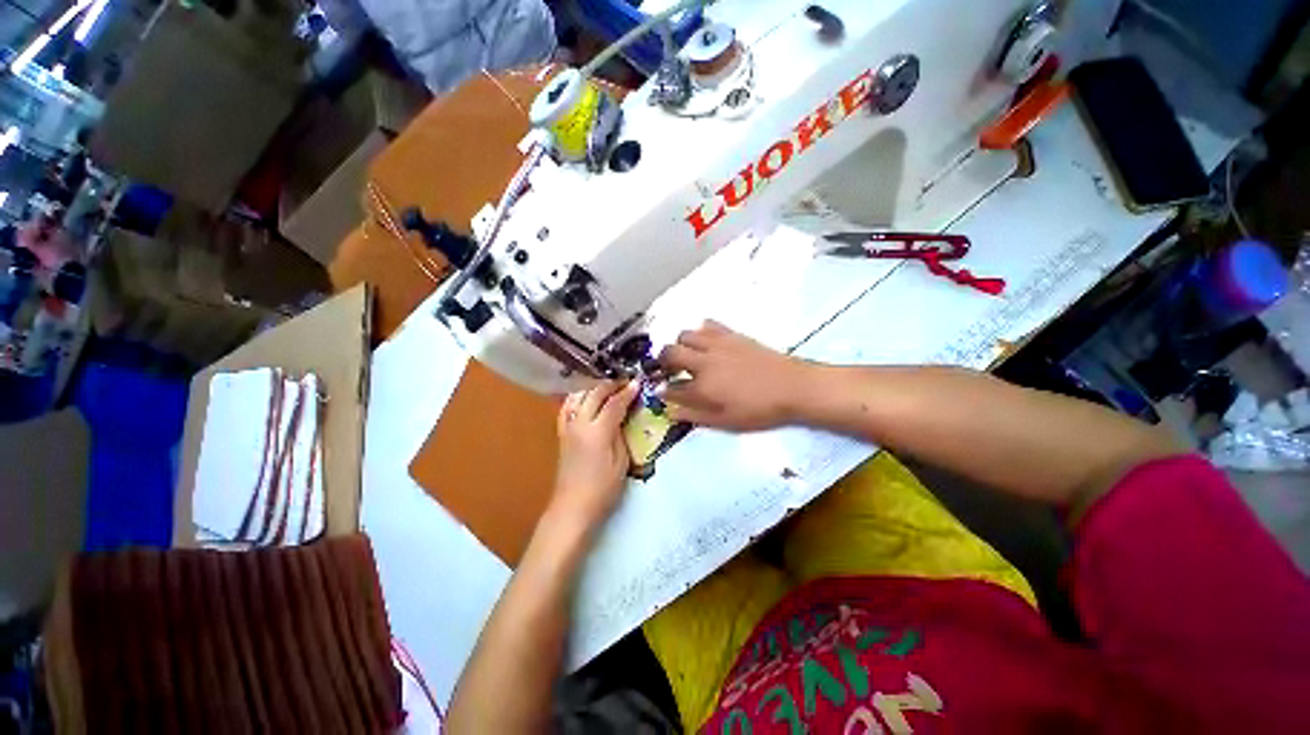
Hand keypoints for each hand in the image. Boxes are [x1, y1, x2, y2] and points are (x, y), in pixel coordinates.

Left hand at [550, 381, 638, 529]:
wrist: (573, 506)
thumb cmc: (603, 489)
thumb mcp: (621, 462)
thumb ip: (621, 434)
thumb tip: (622, 416)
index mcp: (598, 432)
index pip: (614, 404)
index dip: (627, 392)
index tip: (637, 382)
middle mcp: (580, 424)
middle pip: (594, 394)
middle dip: (610, 385)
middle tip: (624, 383)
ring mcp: (567, 427)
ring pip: (578, 396)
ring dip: (594, 388)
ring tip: (607, 388)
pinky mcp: (561, 433)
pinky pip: (567, 406)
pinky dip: (578, 397)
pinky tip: (586, 398)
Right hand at [658, 321, 812, 431]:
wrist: (792, 386)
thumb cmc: (759, 409)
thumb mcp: (726, 421)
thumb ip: (695, 415)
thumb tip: (670, 411)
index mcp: (702, 387)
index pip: (671, 387)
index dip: (664, 390)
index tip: (665, 391)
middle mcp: (703, 361)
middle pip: (669, 352)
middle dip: (662, 361)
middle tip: (668, 369)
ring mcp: (717, 344)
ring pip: (684, 334)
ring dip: (680, 344)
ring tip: (688, 354)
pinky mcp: (731, 334)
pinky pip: (708, 324)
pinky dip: (701, 332)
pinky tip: (707, 342)